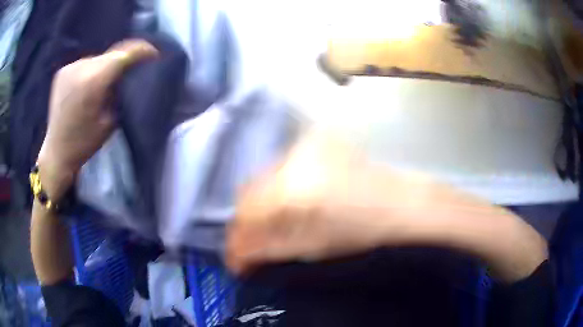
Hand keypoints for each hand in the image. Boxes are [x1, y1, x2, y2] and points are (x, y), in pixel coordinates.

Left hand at [37, 40, 157, 198]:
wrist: (57, 152)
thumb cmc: (85, 143)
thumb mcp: (110, 121)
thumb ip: (120, 93)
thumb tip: (129, 74)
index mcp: (93, 81)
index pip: (123, 54)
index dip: (141, 51)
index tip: (153, 54)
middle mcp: (80, 68)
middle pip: (111, 54)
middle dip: (125, 59)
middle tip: (133, 68)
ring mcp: (69, 68)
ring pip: (98, 58)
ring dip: (107, 65)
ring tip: (109, 79)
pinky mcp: (63, 71)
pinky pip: (86, 63)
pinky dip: (93, 69)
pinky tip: (91, 83)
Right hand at [226, 131, 433, 273]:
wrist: (400, 202)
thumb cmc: (362, 232)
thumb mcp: (311, 248)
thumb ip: (267, 250)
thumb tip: (237, 258)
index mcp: (292, 192)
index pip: (244, 213)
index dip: (236, 240)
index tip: (237, 260)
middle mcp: (292, 161)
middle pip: (248, 191)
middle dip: (247, 219)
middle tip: (253, 240)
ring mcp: (305, 145)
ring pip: (264, 177)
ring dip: (263, 202)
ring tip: (276, 221)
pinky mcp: (315, 140)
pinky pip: (282, 165)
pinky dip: (280, 186)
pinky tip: (294, 199)